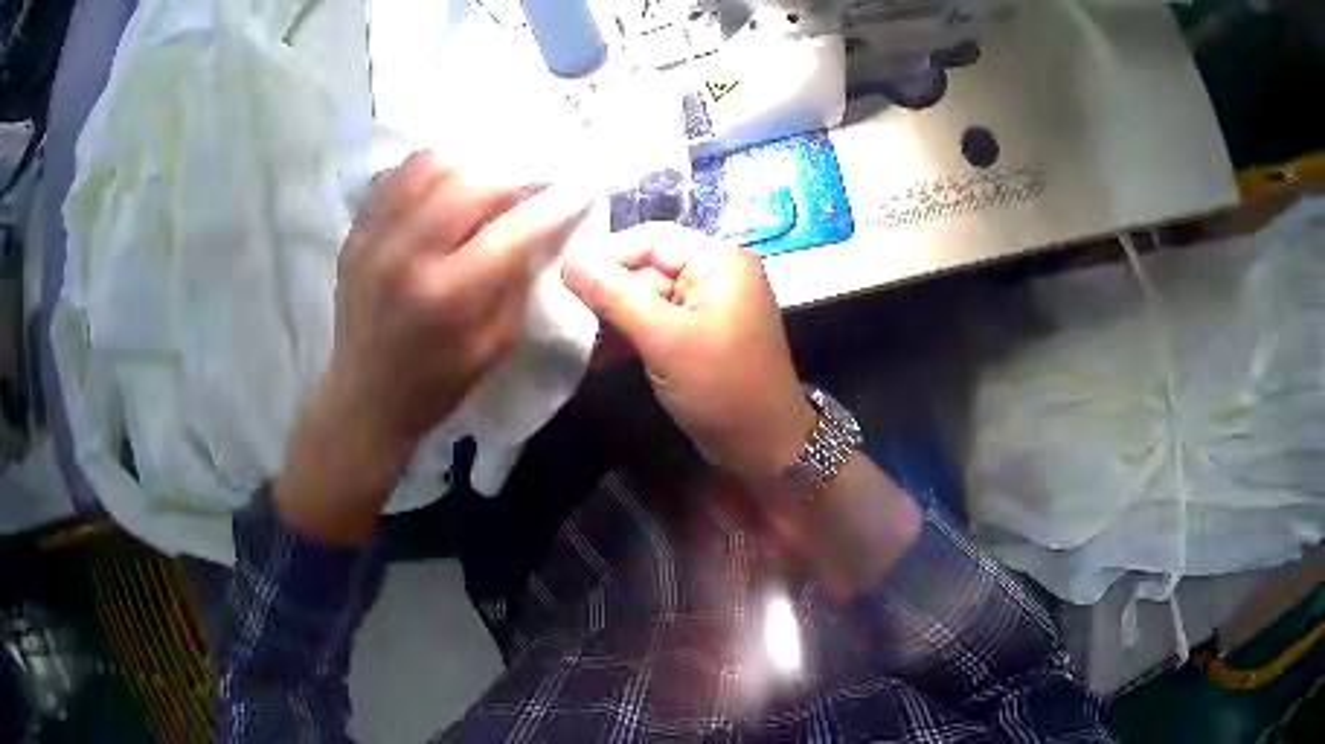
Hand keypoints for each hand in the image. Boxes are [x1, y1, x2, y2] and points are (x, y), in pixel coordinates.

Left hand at [277, 151, 588, 542]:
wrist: (365, 397)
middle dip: (515, 175)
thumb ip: (518, 282)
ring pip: (431, 163)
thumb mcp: (495, 346)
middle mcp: (407, 256)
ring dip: (471, 164)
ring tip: (487, 179)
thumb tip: (540, 227)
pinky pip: (396, 175)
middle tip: (531, 184)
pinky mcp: (355, 232)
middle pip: (473, 181)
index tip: (580, 187)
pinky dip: (430, 170)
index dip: (556, 202)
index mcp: (448, 296)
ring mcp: (373, 238)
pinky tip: (446, 185)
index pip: (515, 229)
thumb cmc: (437, 383)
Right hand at [562, 223, 814, 483]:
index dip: (606, 254)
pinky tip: (597, 353)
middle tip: (563, 311)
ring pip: (648, 297)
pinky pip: (658, 321)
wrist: (763, 446)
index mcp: (719, 260)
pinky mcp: (700, 334)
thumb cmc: (720, 386)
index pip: (651, 239)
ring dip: (614, 316)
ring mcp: (708, 305)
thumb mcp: (663, 339)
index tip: (562, 276)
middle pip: (648, 267)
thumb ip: (614, 296)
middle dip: (607, 291)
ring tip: (574, 334)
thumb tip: (569, 261)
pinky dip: (631, 334)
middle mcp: (716, 273)